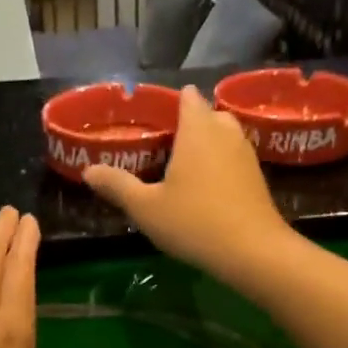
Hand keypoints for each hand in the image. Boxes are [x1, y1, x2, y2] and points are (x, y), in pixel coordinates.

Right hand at [82, 86, 292, 285]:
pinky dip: (222, 163)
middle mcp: (225, 133)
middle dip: (190, 122)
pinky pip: (236, 157)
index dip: (171, 102)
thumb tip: (89, 171)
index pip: (187, 97)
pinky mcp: (258, 177)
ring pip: (226, 135)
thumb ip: (117, 185)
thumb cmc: (194, 222)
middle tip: (165, 143)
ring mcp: (246, 154)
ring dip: (208, 143)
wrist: (253, 251)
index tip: (154, 117)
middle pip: (208, 114)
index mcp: (197, 130)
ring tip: (184, 165)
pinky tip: (207, 187)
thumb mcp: (146, 207)